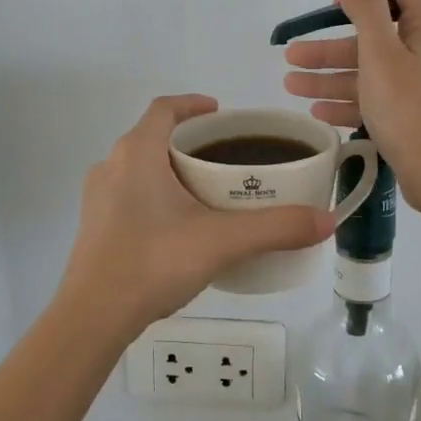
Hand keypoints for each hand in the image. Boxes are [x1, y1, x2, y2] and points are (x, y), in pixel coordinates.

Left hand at [57, 95, 335, 333]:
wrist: (93, 317)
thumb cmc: (153, 262)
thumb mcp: (222, 242)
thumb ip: (276, 228)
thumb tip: (326, 220)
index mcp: (137, 153)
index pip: (164, 108)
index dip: (192, 104)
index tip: (220, 113)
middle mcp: (111, 165)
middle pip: (153, 137)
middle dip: (189, 142)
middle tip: (226, 158)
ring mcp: (98, 197)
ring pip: (139, 167)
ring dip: (171, 169)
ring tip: (207, 192)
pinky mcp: (94, 226)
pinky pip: (129, 194)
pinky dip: (155, 195)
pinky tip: (179, 226)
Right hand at [282, 0, 420, 215]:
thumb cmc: (410, 109)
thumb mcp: (380, 53)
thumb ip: (364, 6)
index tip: (331, 11)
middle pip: (371, 29)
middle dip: (328, 41)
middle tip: (290, 55)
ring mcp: (419, 81)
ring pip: (367, 67)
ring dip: (328, 73)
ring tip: (289, 85)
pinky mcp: (412, 111)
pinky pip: (374, 96)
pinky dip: (346, 100)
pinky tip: (316, 110)